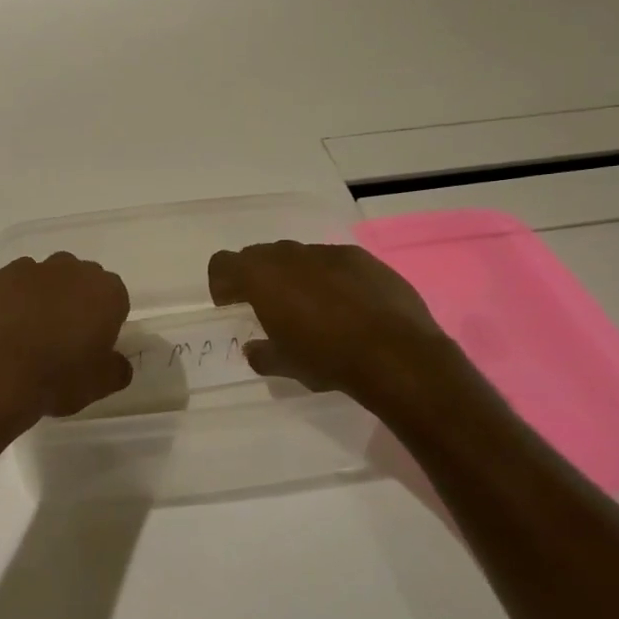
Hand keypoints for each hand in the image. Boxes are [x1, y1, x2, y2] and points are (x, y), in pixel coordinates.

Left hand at [0, 253, 132, 421]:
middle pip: (82, 281)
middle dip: (77, 302)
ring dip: (46, 297)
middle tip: (65, 337)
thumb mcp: (99, 385)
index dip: (106, 321)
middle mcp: (73, 270)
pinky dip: (15, 298)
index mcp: (106, 292)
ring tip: (31, 332)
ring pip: (48, 278)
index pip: (115, 299)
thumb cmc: (57, 377)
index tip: (93, 344)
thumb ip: (116, 369)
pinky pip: (15, 283)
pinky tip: (6, 327)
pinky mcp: (0, 276)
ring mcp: (33, 269)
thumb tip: (118, 363)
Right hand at [207, 240, 456, 402]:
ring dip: (295, 276)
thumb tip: (254, 350)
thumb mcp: (286, 365)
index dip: (222, 283)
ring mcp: (329, 253)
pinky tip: (347, 306)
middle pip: (259, 255)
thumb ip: (262, 354)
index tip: (231, 306)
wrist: (397, 354)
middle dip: (257, 278)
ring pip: (298, 257)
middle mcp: (291, 256)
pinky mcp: (362, 258)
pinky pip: (333, 262)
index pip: (223, 263)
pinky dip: (329, 278)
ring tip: (312, 308)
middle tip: (269, 308)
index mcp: (262, 277)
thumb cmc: (328, 359)